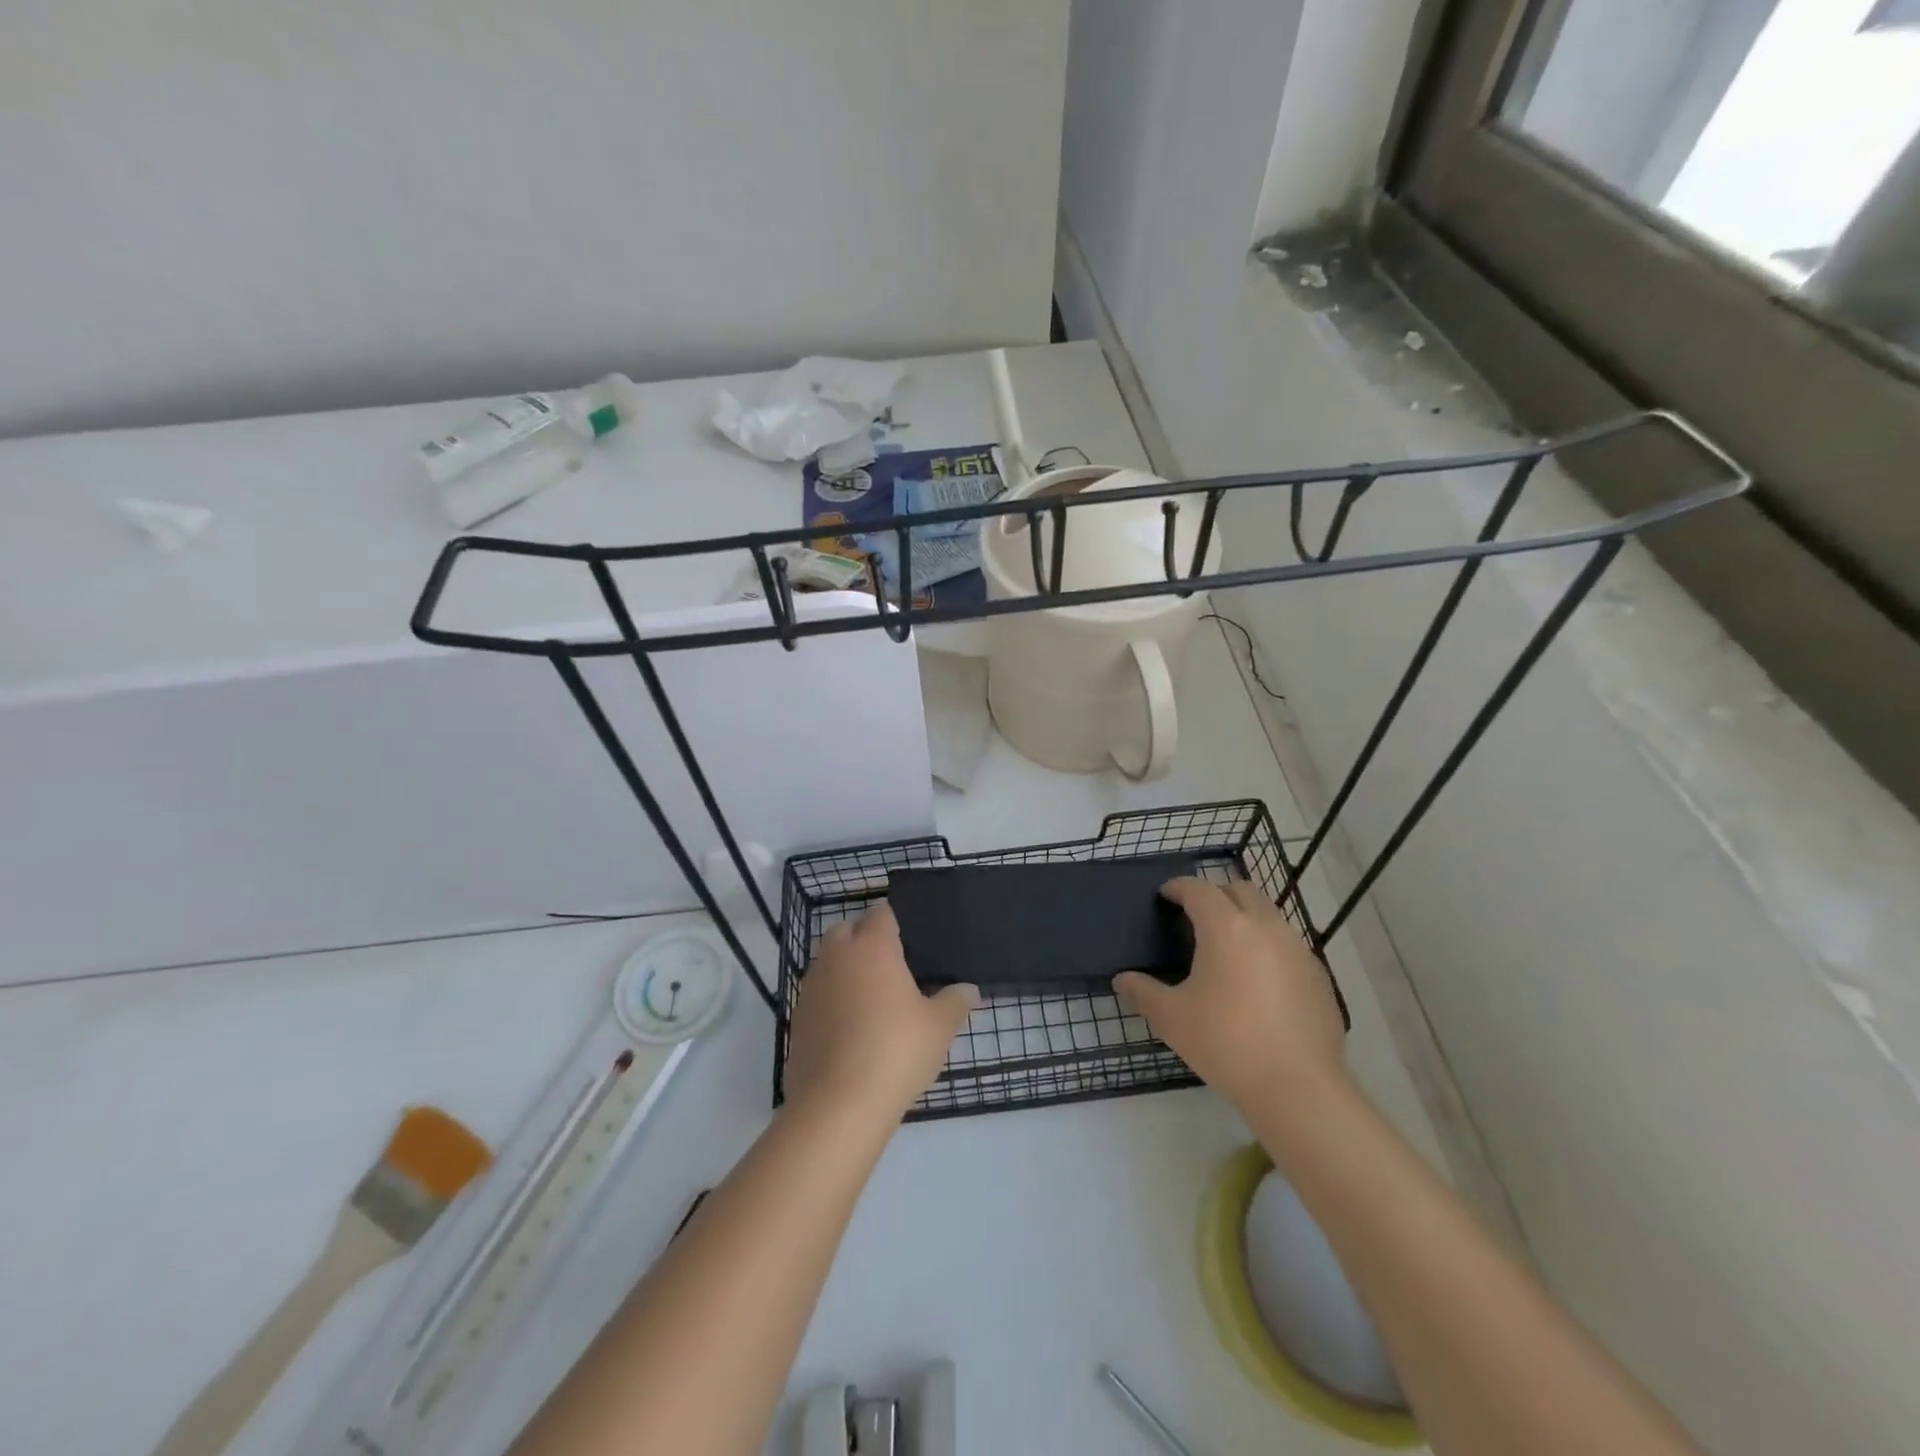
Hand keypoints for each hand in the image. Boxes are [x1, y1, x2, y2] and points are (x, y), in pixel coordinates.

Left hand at [784, 902, 979, 1122]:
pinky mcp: (796, 1018)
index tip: (907, 940)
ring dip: (843, 969)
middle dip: (862, 938)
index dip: (893, 922)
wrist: (838, 1103)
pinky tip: (849, 1028)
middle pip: (845, 930)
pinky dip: (830, 1001)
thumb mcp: (939, 1027)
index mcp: (873, 947)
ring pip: (826, 962)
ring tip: (869, 999)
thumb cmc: (896, 1051)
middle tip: (889, 966)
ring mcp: (811, 987)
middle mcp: (837, 957)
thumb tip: (970, 990)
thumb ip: (955, 1002)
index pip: (880, 914)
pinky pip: (816, 995)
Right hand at [1115, 878, 1347, 1109]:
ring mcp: (1298, 949)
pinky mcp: (1318, 975)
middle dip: (1215, 894)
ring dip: (1245, 918)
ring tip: (1227, 947)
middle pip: (1239, 890)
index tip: (1165, 895)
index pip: (1198, 889)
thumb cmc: (1226, 1043)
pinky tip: (1258, 980)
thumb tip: (1122, 980)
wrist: (1298, 1087)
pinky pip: (1288, 944)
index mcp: (1226, 927)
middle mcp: (1265, 926)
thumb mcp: (1172, 1019)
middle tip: (1195, 916)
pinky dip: (1268, 946)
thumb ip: (1143, 992)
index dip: (1178, 887)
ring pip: (1268, 914)